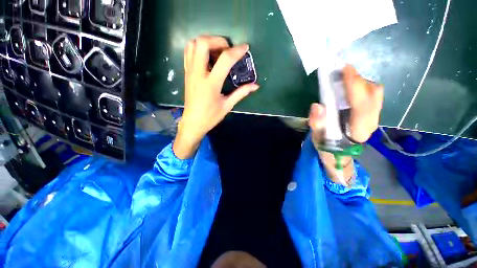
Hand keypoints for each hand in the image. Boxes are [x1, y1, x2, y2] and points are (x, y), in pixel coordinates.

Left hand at [173, 36, 259, 158]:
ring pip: (193, 44)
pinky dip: (198, 48)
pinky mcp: (186, 73)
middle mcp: (198, 74)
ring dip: (207, 42)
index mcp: (211, 84)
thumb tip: (255, 86)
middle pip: (203, 43)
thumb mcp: (227, 105)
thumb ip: (241, 93)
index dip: (236, 51)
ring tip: (217, 52)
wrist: (193, 122)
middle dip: (218, 40)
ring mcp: (190, 72)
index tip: (245, 48)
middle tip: (227, 50)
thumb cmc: (211, 116)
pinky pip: (188, 53)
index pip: (225, 60)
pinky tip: (207, 57)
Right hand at [309, 64, 382, 143]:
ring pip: (375, 92)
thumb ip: (317, 123)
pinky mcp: (373, 113)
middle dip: (358, 80)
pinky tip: (350, 86)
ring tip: (344, 79)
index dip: (354, 85)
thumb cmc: (327, 144)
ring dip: (360, 82)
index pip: (362, 104)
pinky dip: (362, 86)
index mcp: (358, 130)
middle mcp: (371, 122)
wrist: (339, 151)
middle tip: (341, 74)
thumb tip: (317, 105)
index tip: (344, 69)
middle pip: (373, 94)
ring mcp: (374, 117)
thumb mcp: (317, 137)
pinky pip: (373, 94)